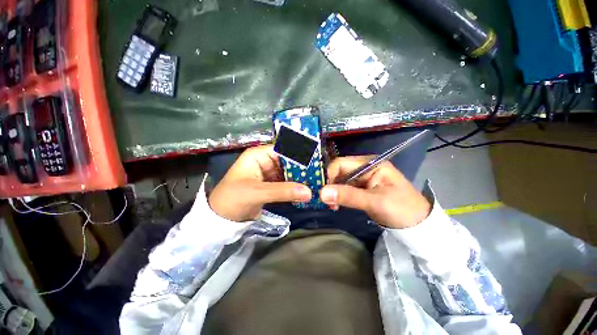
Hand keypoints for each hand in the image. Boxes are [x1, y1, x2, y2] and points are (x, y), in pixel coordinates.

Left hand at [208, 145, 311, 221]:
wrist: (221, 219)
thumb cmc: (233, 199)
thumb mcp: (257, 193)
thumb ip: (283, 191)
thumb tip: (308, 192)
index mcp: (259, 155)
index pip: (283, 149)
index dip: (298, 154)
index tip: (315, 161)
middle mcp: (265, 161)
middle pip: (288, 161)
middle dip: (302, 167)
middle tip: (319, 174)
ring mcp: (269, 173)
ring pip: (289, 172)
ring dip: (300, 177)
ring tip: (316, 182)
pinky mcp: (271, 184)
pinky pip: (286, 182)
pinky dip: (295, 186)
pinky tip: (306, 189)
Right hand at [319, 156, 430, 228]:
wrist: (418, 225)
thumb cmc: (402, 209)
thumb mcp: (375, 201)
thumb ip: (348, 196)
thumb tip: (321, 193)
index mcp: (370, 164)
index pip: (341, 163)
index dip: (329, 175)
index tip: (322, 191)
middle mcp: (364, 168)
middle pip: (339, 171)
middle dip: (330, 185)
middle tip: (326, 201)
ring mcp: (362, 178)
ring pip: (340, 181)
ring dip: (333, 192)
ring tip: (332, 205)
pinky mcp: (361, 188)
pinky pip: (344, 188)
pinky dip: (338, 196)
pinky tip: (337, 204)